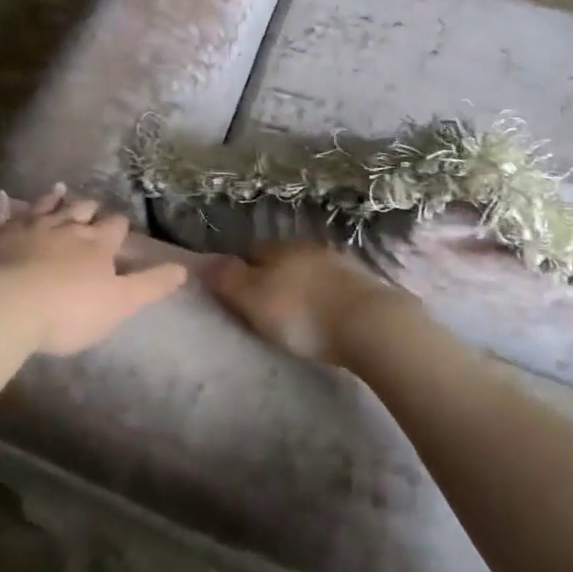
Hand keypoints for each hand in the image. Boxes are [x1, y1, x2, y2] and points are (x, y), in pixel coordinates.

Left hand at [0, 187, 187, 354]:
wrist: (5, 305)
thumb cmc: (68, 311)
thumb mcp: (120, 303)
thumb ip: (151, 284)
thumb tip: (185, 268)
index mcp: (97, 244)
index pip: (115, 227)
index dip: (119, 226)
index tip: (121, 226)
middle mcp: (65, 227)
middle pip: (81, 211)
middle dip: (89, 209)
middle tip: (92, 207)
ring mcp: (27, 227)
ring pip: (44, 207)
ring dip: (53, 199)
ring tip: (59, 189)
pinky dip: (1, 205)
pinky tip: (1, 196)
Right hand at [202, 241, 415, 367]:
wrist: (370, 324)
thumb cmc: (302, 313)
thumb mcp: (253, 299)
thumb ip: (227, 278)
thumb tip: (202, 259)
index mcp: (279, 248)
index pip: (251, 251)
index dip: (240, 269)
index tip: (236, 292)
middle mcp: (309, 247)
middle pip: (282, 258)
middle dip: (273, 276)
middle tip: (266, 306)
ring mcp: (341, 263)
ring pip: (311, 270)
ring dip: (303, 285)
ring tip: (298, 313)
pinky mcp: (365, 284)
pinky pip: (336, 286)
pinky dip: (327, 296)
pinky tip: (327, 314)